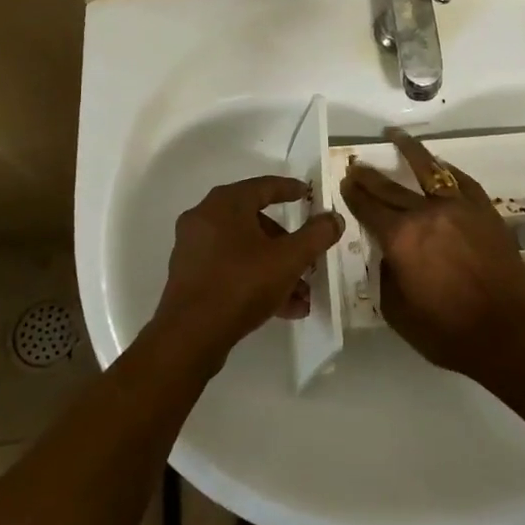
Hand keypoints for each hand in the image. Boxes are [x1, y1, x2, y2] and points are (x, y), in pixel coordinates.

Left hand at [156, 176, 343, 355]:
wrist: (189, 337)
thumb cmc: (241, 285)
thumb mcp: (288, 259)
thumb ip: (316, 235)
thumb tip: (334, 218)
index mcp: (225, 204)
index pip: (263, 186)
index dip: (289, 189)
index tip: (307, 194)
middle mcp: (205, 218)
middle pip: (255, 222)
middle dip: (287, 244)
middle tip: (309, 257)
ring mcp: (194, 249)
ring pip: (245, 251)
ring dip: (276, 268)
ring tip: (302, 296)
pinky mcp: (190, 277)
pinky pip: (231, 269)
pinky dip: (256, 281)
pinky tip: (284, 309)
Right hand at [338, 130, 524, 382]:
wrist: (506, 332)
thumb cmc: (446, 331)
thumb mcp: (397, 310)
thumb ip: (387, 273)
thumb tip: (390, 251)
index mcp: (400, 238)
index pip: (369, 208)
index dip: (354, 194)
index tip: (345, 182)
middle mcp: (426, 213)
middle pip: (391, 187)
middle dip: (370, 175)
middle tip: (357, 165)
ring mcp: (459, 207)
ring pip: (429, 169)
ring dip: (408, 150)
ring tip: (394, 135)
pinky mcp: (485, 210)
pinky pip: (461, 181)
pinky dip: (446, 170)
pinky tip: (439, 164)